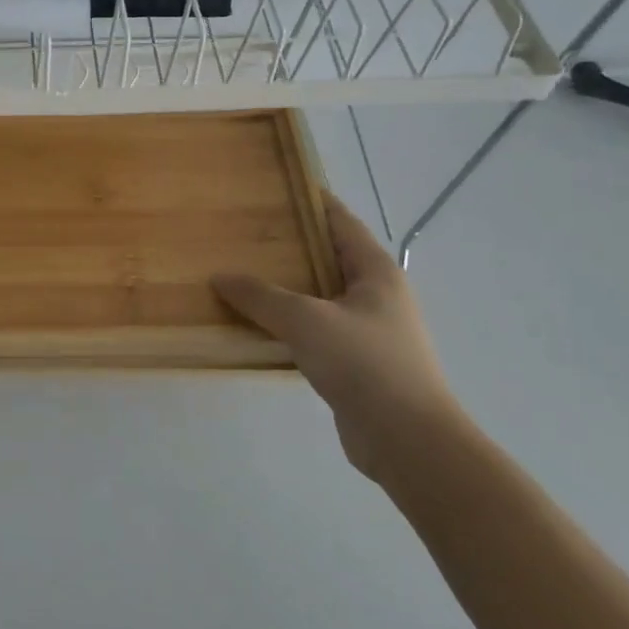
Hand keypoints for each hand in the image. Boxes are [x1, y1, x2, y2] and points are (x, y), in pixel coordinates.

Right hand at [214, 191, 463, 484]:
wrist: (407, 440)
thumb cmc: (364, 363)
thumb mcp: (305, 320)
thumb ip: (260, 296)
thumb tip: (220, 276)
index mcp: (375, 272)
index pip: (341, 221)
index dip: (311, 201)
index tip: (274, 187)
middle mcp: (375, 295)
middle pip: (327, 257)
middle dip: (289, 244)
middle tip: (243, 231)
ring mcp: (367, 330)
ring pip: (318, 295)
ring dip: (285, 287)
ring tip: (240, 272)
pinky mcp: (355, 363)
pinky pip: (314, 329)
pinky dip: (287, 322)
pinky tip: (256, 323)